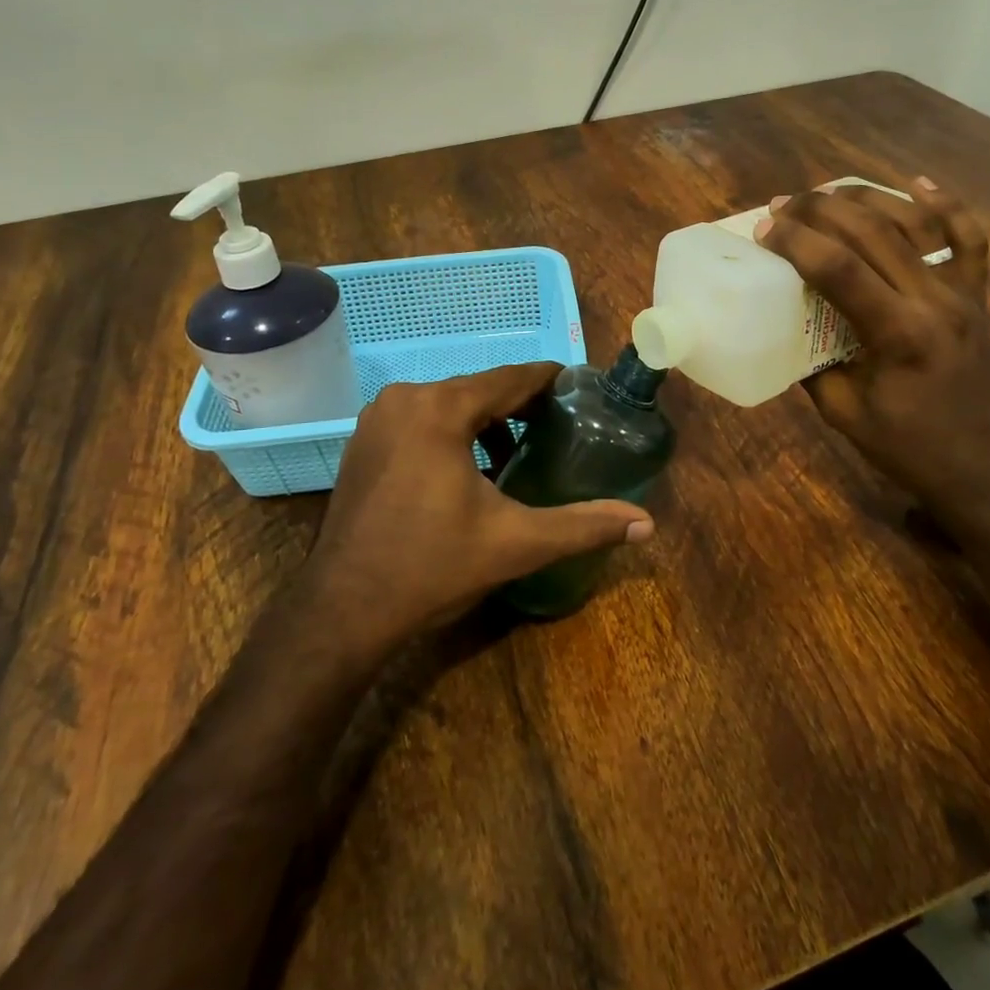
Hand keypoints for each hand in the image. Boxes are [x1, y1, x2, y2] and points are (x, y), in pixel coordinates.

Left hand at [303, 363, 653, 653]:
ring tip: (518, 451)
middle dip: (520, 406)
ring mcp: (377, 418)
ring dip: (485, 421)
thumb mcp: (516, 543)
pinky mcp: (363, 441)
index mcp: (440, 409)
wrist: (342, 611)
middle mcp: (405, 398)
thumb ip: (583, 525)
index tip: (580, 389)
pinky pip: (421, 420)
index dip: (549, 381)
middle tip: (557, 427)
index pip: (511, 378)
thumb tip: (646, 524)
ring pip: (449, 404)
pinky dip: (451, 432)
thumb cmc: (431, 567)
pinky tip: (469, 468)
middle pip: (479, 389)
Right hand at [755, 179, 989, 538]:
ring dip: (865, 200)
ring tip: (825, 194)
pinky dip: (946, 206)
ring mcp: (961, 294)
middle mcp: (933, 301)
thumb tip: (784, 325)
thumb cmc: (910, 450)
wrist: (987, 472)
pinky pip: (968, 241)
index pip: (839, 268)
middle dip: (820, 211)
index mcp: (898, 333)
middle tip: (783, 206)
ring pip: (913, 224)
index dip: (795, 242)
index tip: (763, 231)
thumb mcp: (843, 413)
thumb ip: (810, 364)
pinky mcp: (976, 298)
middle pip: (872, 233)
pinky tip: (918, 183)